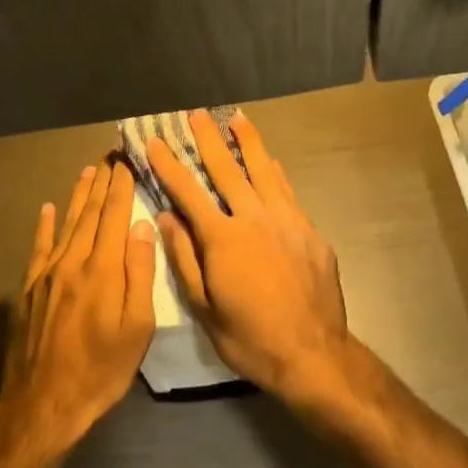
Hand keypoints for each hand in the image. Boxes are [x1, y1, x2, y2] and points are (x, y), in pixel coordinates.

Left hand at [0, 158, 157, 455]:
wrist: (43, 403)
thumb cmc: (101, 370)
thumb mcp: (137, 328)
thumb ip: (139, 273)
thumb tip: (141, 226)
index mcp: (102, 270)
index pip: (114, 216)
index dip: (122, 186)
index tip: (129, 160)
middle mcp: (72, 262)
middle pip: (89, 213)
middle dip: (102, 182)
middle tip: (110, 154)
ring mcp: (47, 274)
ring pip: (66, 224)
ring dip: (78, 195)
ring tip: (88, 170)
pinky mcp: (30, 289)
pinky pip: (39, 247)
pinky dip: (45, 225)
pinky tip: (48, 208)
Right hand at [148, 110, 353, 406]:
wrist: (313, 354)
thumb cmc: (250, 338)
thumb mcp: (205, 308)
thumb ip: (185, 258)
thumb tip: (165, 217)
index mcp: (223, 238)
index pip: (188, 192)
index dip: (168, 165)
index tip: (155, 141)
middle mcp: (255, 218)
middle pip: (227, 169)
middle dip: (208, 139)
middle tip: (196, 114)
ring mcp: (288, 221)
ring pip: (264, 171)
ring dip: (249, 143)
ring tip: (237, 119)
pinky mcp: (310, 231)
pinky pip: (288, 192)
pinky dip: (275, 173)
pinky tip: (271, 162)